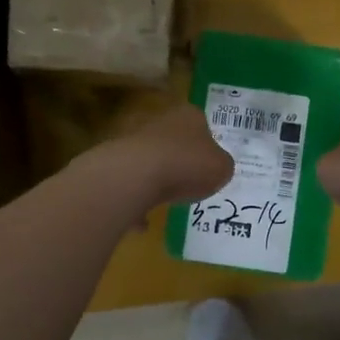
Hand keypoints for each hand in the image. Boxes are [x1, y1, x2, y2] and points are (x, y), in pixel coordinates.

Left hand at [100, 104, 233, 208]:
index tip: (210, 164)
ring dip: (158, 180)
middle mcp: (161, 122)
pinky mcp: (117, 163)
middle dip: (181, 161)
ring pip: (152, 161)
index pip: (202, 124)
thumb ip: (221, 166)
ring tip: (169, 202)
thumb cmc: (188, 165)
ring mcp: (135, 141)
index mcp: (190, 117)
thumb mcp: (222, 169)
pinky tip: (144, 223)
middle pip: (175, 141)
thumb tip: (215, 167)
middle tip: (192, 183)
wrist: (137, 175)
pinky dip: (138, 201)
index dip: (208, 144)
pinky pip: (133, 184)